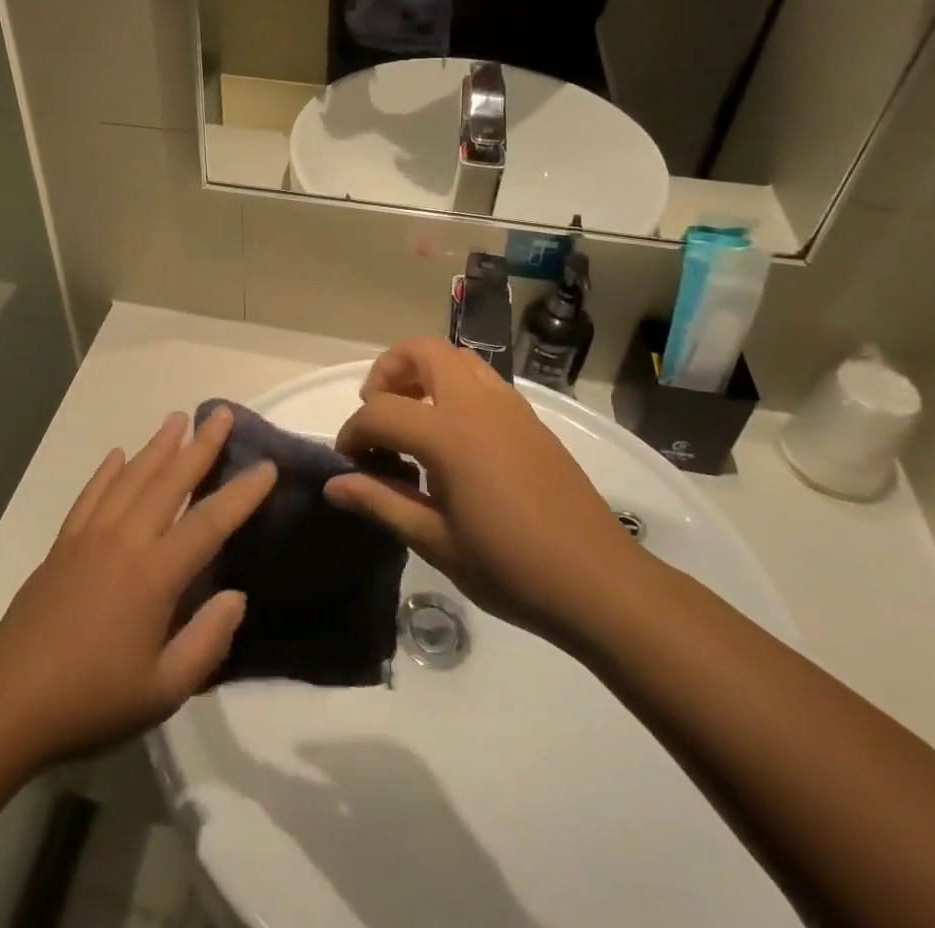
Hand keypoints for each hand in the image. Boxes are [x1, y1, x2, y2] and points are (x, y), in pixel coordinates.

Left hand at [0, 410, 274, 764]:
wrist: (8, 703)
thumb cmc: (92, 701)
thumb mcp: (163, 691)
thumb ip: (206, 641)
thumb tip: (236, 596)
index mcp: (154, 575)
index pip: (209, 523)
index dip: (241, 494)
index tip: (267, 466)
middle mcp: (124, 541)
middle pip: (169, 482)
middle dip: (200, 446)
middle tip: (221, 414)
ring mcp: (89, 537)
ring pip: (130, 478)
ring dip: (157, 446)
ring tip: (178, 419)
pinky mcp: (63, 544)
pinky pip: (90, 495)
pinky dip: (107, 471)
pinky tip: (116, 455)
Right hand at [324, 338, 649, 635]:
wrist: (600, 584)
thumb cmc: (511, 568)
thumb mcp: (435, 542)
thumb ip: (381, 502)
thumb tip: (334, 484)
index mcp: (449, 434)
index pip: (380, 411)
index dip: (353, 432)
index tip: (347, 462)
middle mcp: (476, 403)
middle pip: (420, 351)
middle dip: (388, 372)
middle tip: (378, 415)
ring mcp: (508, 405)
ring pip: (455, 357)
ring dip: (423, 373)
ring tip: (413, 420)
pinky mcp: (530, 418)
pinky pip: (481, 379)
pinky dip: (453, 387)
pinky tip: (454, 440)